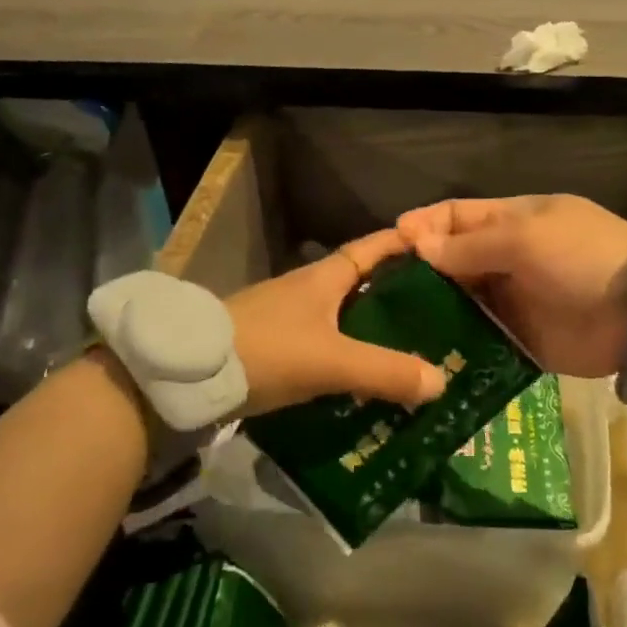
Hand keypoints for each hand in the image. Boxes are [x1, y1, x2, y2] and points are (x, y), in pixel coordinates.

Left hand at [225, 228, 448, 415]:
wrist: (185, 376)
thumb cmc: (266, 350)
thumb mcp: (331, 361)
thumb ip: (385, 372)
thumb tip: (440, 382)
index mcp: (324, 278)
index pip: (372, 249)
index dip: (404, 245)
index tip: (439, 248)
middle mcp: (307, 291)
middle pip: (362, 286)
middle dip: (397, 297)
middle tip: (438, 316)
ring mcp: (287, 319)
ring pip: (343, 319)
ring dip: (372, 332)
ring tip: (410, 353)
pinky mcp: (273, 348)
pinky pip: (324, 348)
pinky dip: (348, 358)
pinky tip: (364, 382)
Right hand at [396, 195, 626, 377]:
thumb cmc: (581, 258)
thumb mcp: (525, 238)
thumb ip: (470, 244)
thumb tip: (419, 246)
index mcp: (512, 220)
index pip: (456, 216)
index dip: (423, 226)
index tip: (389, 245)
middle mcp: (507, 257)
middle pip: (453, 260)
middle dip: (419, 272)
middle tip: (378, 294)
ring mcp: (513, 299)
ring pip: (461, 300)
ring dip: (432, 310)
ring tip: (390, 327)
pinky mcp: (519, 338)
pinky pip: (479, 338)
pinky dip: (455, 343)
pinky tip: (423, 353)